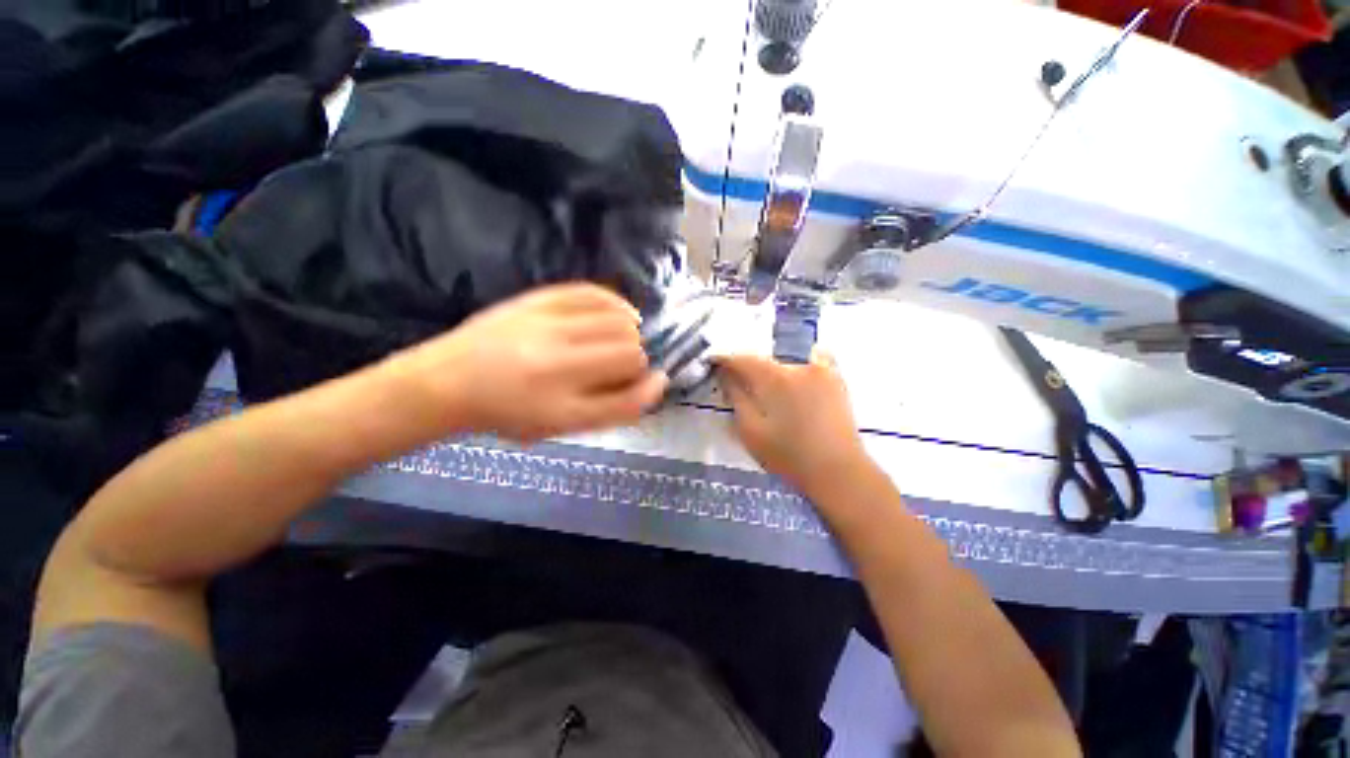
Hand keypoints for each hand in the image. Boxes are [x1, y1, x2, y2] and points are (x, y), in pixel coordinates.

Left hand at [393, 283, 667, 442]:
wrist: (448, 381)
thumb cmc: (510, 413)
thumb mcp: (562, 425)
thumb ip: (614, 408)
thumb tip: (658, 381)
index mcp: (561, 405)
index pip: (629, 395)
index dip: (646, 388)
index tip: (645, 383)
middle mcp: (556, 363)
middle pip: (630, 352)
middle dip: (636, 361)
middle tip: (620, 366)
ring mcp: (546, 325)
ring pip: (619, 322)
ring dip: (629, 334)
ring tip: (620, 340)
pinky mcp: (537, 299)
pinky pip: (593, 292)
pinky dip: (616, 304)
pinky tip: (620, 314)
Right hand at [717, 349, 869, 495]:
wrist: (838, 472)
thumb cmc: (789, 456)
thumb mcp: (751, 431)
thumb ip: (736, 397)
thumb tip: (725, 374)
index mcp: (775, 378)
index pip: (742, 358)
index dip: (724, 359)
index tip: (713, 363)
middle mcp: (798, 365)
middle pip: (764, 358)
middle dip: (747, 367)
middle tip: (736, 382)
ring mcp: (821, 370)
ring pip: (786, 359)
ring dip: (771, 368)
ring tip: (765, 387)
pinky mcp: (836, 379)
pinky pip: (814, 359)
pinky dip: (801, 362)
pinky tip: (796, 378)